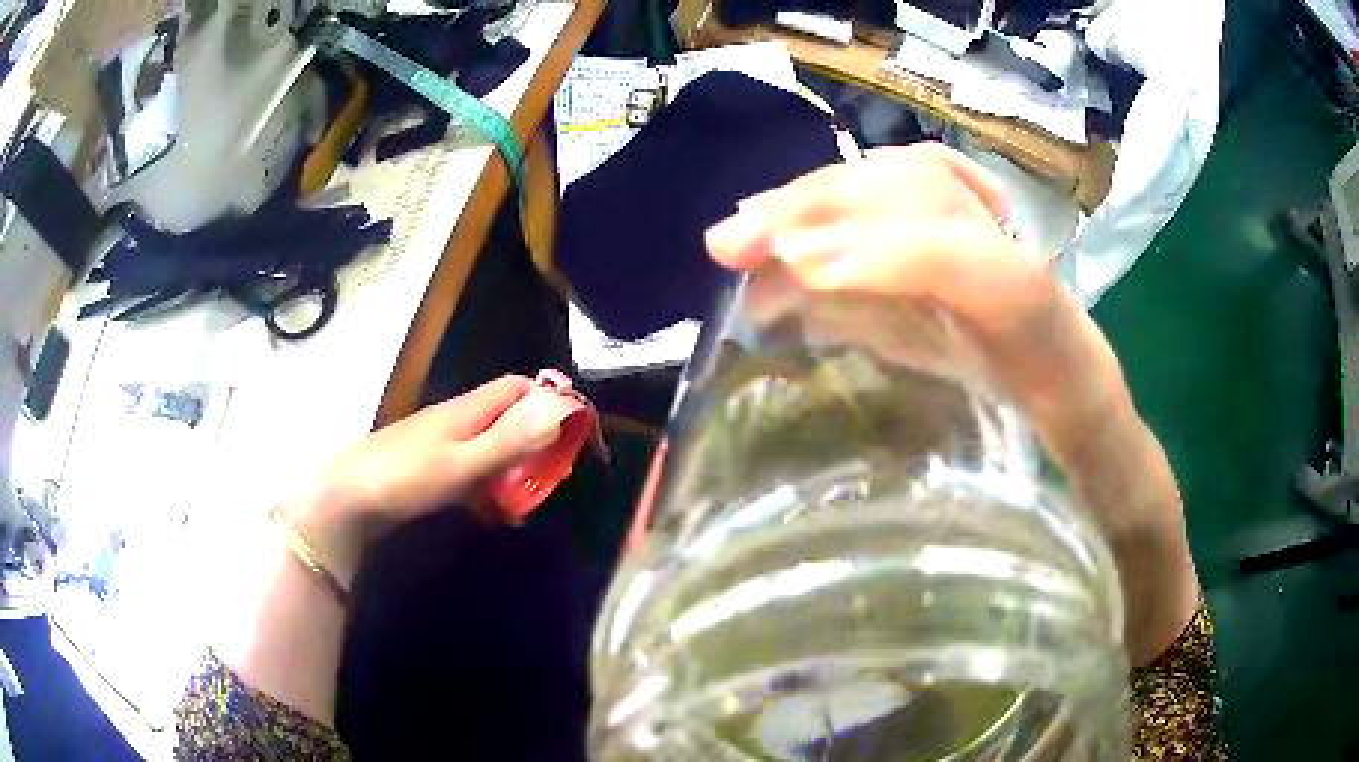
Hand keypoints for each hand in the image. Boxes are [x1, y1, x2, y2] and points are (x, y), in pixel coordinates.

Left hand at [283, 375, 565, 584]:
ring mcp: (441, 446)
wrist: (346, 499)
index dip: (548, 400)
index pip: (517, 388)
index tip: (575, 429)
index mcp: (467, 410)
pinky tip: (492, 514)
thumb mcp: (462, 462)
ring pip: (490, 449)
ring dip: (513, 471)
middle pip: (507, 419)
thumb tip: (561, 409)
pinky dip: (488, 489)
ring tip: (528, 504)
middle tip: (555, 477)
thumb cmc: (404, 477)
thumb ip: (510, 440)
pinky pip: (471, 472)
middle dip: (536, 443)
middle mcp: (457, 421)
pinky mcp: (430, 470)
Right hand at [705, 144, 1198, 664]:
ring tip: (753, 238)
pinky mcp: (989, 280)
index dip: (909, 258)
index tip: (802, 273)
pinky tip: (810, 233)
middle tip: (734, 248)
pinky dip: (860, 204)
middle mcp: (1044, 303)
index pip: (1006, 282)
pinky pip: (928, 205)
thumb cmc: (1110, 539)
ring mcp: (1014, 278)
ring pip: (930, 190)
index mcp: (1075, 377)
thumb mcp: (1073, 558)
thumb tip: (908, 579)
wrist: (1132, 500)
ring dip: (832, 196)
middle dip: (836, 206)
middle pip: (951, 205)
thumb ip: (1029, 560)